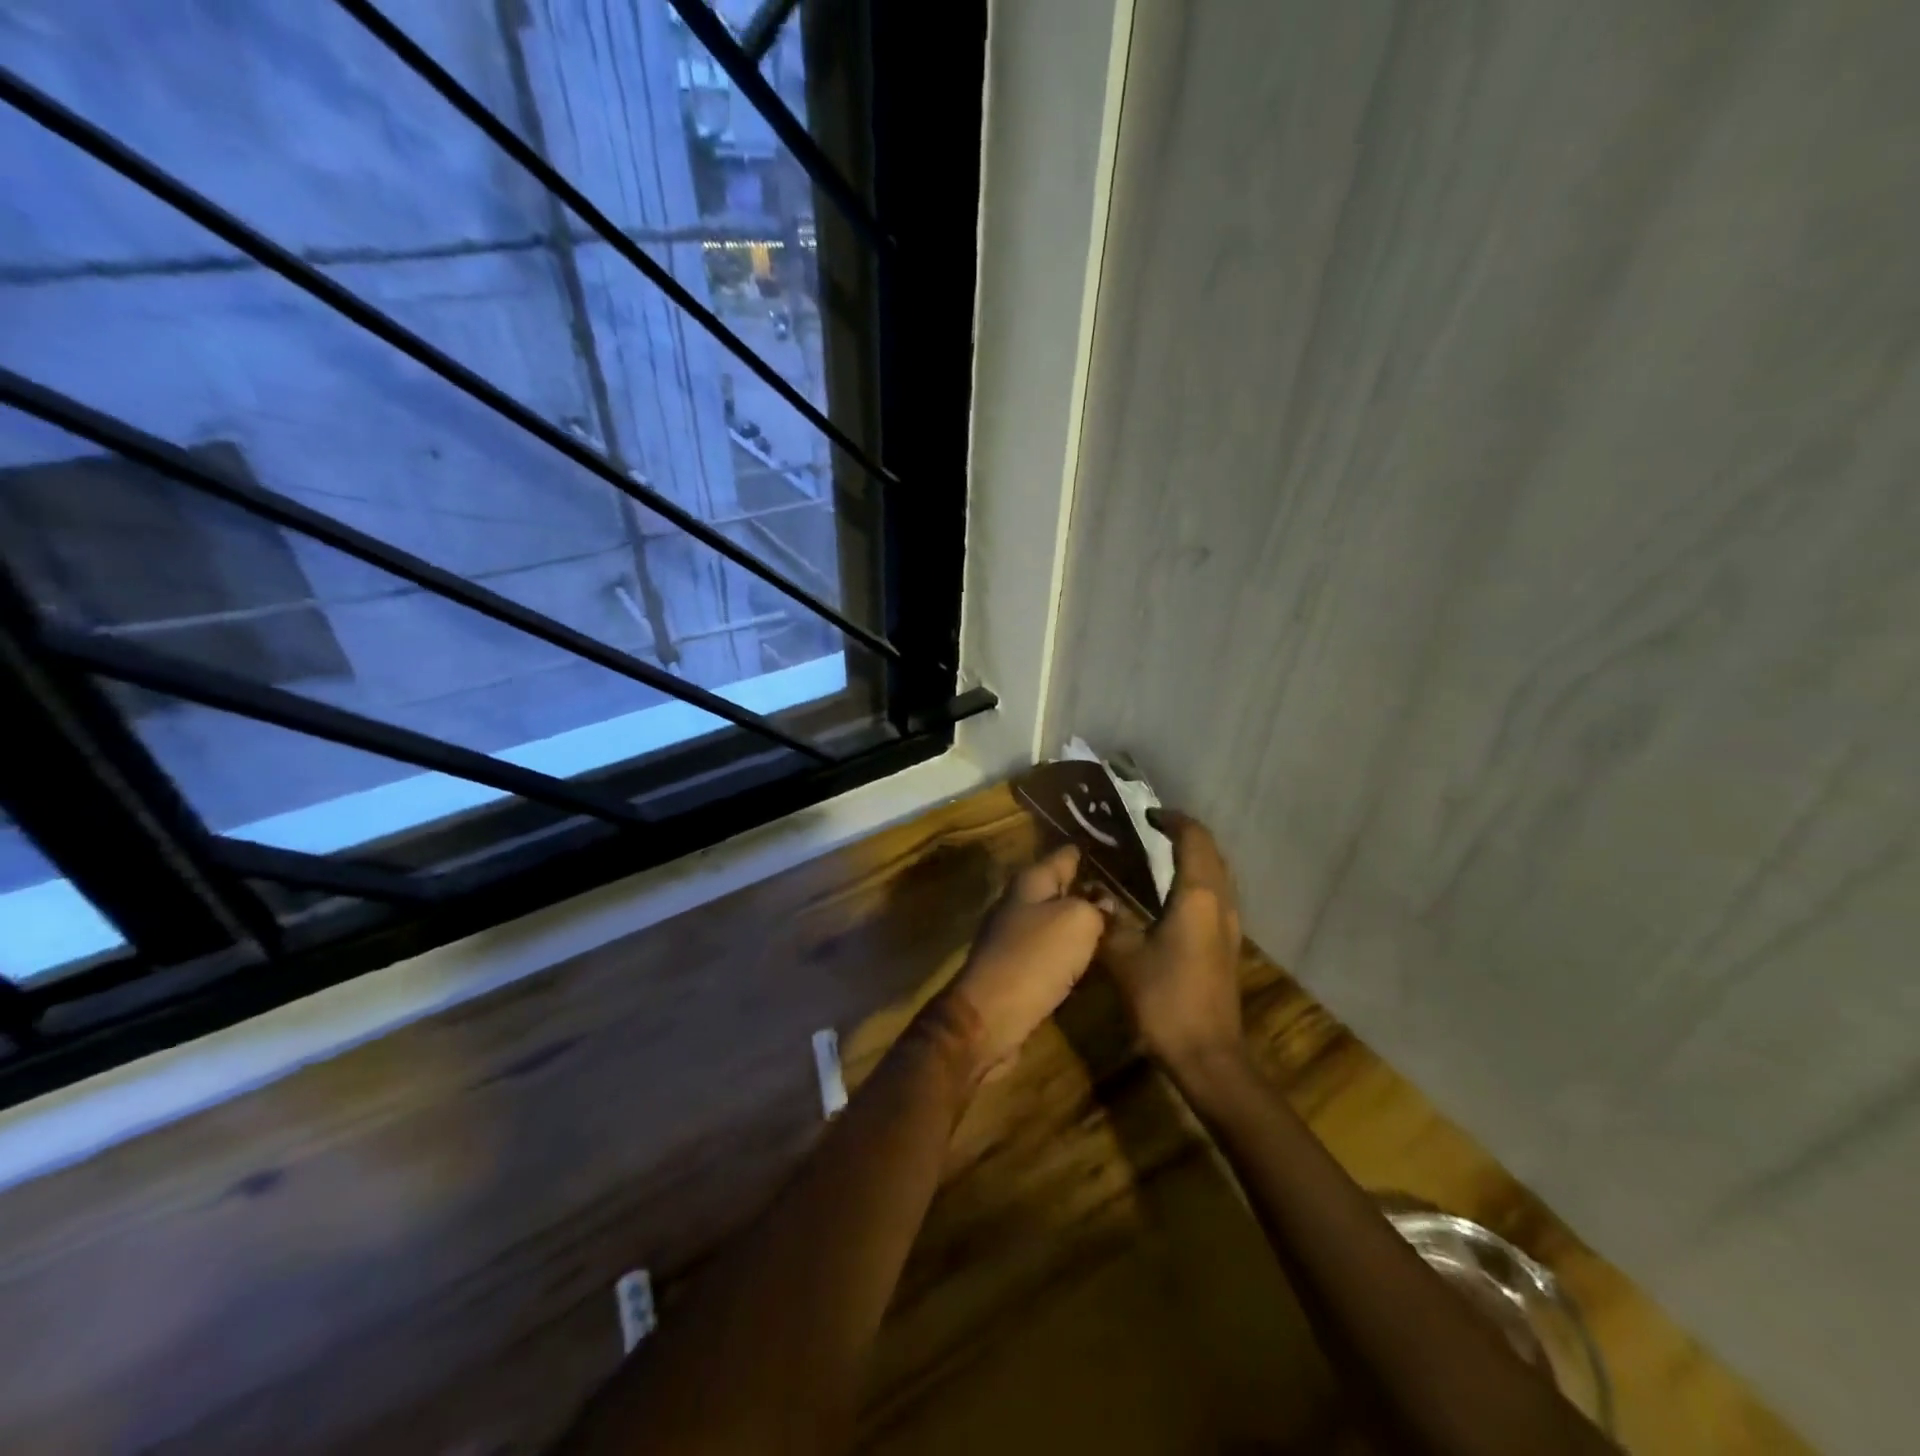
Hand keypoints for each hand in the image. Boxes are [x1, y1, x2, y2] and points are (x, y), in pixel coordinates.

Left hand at [936, 844, 1108, 1082]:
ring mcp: (1015, 937)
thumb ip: (1096, 906)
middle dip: (1091, 890)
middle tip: (1132, 893)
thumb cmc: (1035, 958)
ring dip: (1083, 924)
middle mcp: (1020, 903)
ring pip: (1058, 922)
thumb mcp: (1077, 922)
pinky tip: (1094, 960)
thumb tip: (1105, 903)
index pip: (1066, 855)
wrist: (990, 1017)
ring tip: (1122, 926)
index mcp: (1030, 881)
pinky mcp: (1018, 970)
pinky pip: (1052, 953)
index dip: (1092, 851)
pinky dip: (1072, 954)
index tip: (1122, 850)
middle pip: (1061, 888)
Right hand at [1100, 810, 1245, 1077]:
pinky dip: (1198, 880)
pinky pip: (1217, 895)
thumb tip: (1094, 895)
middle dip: (1185, 834)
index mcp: (1197, 896)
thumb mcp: (1124, 957)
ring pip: (1218, 874)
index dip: (1172, 820)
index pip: (1193, 839)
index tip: (1147, 815)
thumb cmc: (1165, 1000)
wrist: (1208, 1056)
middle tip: (1152, 830)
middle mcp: (1220, 903)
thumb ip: (1108, 919)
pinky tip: (1172, 896)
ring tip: (1160, 855)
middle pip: (1211, 852)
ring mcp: (1230, 926)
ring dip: (1195, 857)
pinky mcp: (1228, 946)